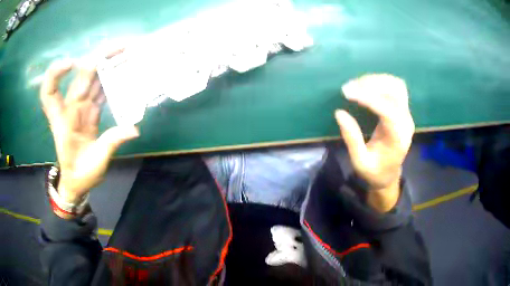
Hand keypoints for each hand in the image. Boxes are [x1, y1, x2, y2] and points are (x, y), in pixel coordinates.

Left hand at [40, 54, 138, 203]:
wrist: (77, 180)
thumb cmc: (80, 174)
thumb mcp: (94, 164)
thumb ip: (110, 144)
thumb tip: (133, 129)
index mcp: (63, 121)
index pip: (50, 92)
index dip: (56, 74)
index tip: (72, 63)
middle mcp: (70, 108)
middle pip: (80, 77)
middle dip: (98, 58)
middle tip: (121, 47)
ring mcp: (82, 107)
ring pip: (92, 79)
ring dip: (107, 64)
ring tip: (127, 52)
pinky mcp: (91, 110)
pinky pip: (100, 90)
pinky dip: (111, 80)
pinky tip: (124, 71)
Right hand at [335, 74, 413, 210]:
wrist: (389, 174)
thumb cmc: (374, 171)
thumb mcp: (360, 161)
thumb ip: (352, 139)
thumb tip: (339, 113)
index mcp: (397, 138)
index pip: (387, 110)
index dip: (368, 98)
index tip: (347, 92)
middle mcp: (406, 122)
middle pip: (395, 92)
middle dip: (371, 85)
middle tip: (348, 88)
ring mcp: (406, 114)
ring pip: (396, 86)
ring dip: (376, 80)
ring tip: (356, 84)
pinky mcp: (403, 110)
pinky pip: (395, 88)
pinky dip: (381, 82)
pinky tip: (367, 85)